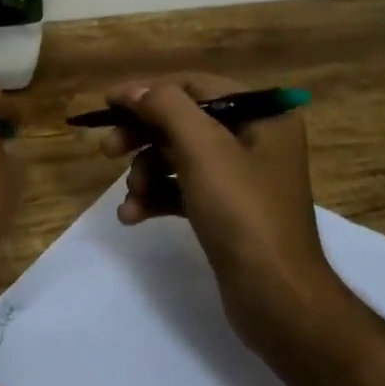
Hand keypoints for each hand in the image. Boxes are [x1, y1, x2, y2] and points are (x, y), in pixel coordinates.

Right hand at [100, 73, 331, 344]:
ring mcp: (241, 177)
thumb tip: (135, 91)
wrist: (277, 299)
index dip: (148, 91)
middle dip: (143, 136)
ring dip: (147, 172)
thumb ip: (166, 107)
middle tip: (107, 150)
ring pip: (179, 158)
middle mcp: (256, 138)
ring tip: (131, 195)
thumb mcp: (203, 149)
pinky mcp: (228, 210)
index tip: (108, 104)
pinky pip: (184, 190)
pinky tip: (132, 215)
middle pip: (184, 122)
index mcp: (263, 114)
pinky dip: (158, 197)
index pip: (195, 86)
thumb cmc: (243, 212)